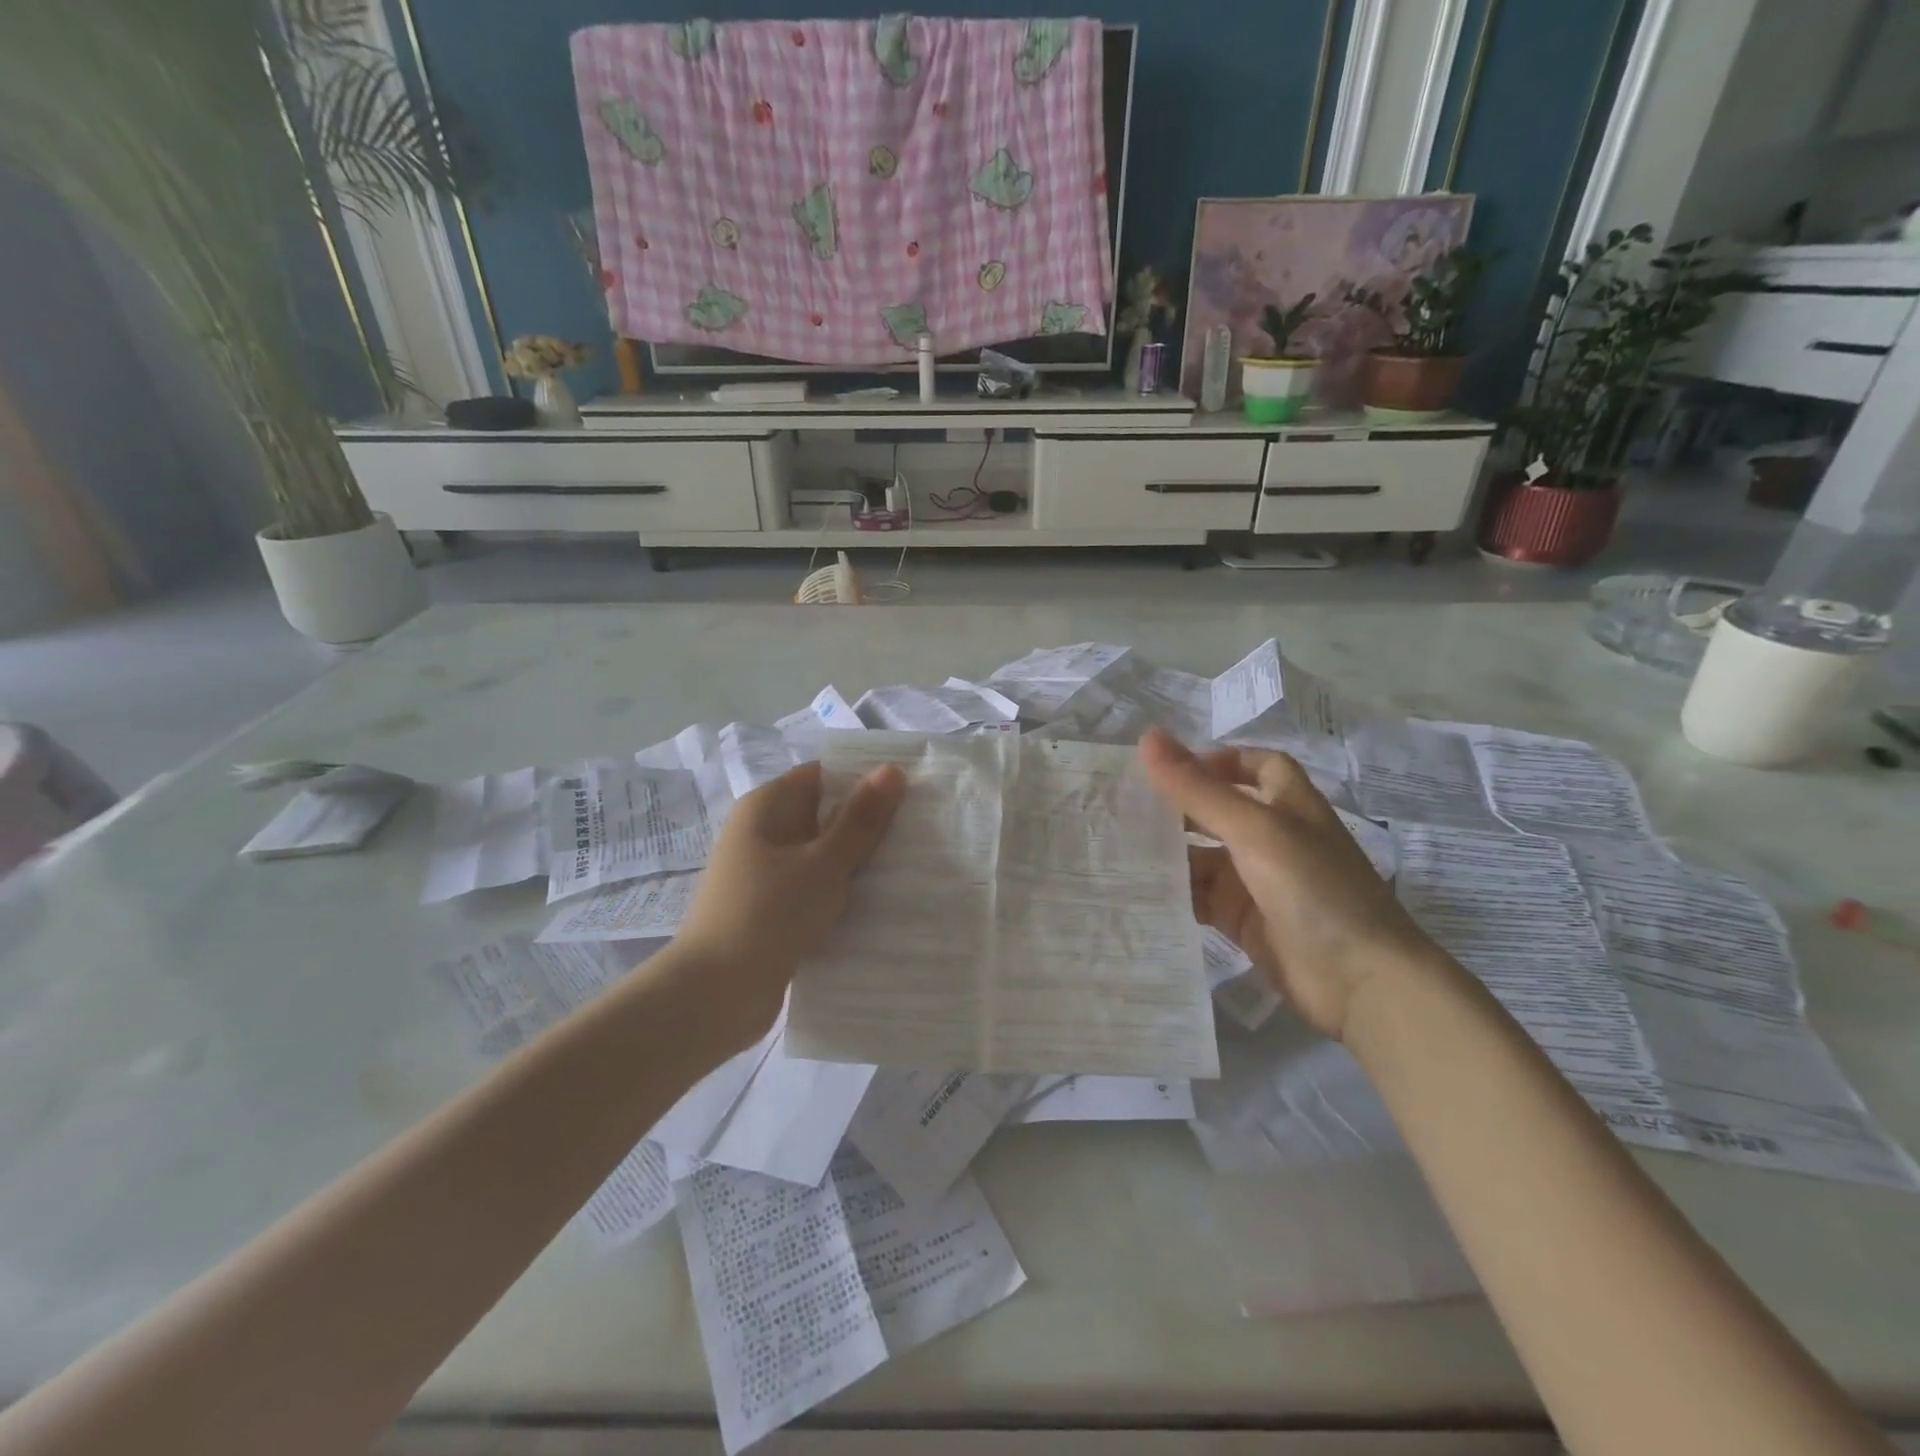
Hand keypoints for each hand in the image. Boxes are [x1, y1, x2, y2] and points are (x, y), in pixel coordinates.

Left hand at [668, 760, 904, 1051]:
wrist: (715, 996)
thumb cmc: (769, 914)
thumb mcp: (824, 863)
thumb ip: (860, 819)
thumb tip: (890, 769)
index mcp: (767, 807)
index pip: (824, 775)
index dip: (866, 778)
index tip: (913, 790)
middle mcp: (763, 832)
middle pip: (825, 814)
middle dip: (870, 822)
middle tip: (922, 830)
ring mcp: (766, 873)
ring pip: (823, 855)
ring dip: (860, 861)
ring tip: (912, 865)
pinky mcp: (773, 909)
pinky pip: (816, 888)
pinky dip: (843, 892)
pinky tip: (881, 903)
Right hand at [1138, 728, 1441, 1040]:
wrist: (1360, 981)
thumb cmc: (1313, 888)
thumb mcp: (1253, 829)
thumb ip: (1198, 789)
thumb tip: (1148, 737)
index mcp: (1288, 803)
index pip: (1253, 766)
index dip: (1216, 761)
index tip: (1168, 770)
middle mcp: (1272, 837)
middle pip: (1217, 810)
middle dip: (1176, 807)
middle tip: (1120, 806)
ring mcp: (1257, 880)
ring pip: (1202, 855)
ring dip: (1168, 852)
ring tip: (1115, 847)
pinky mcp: (1243, 919)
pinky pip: (1199, 896)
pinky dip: (1173, 891)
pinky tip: (1137, 890)